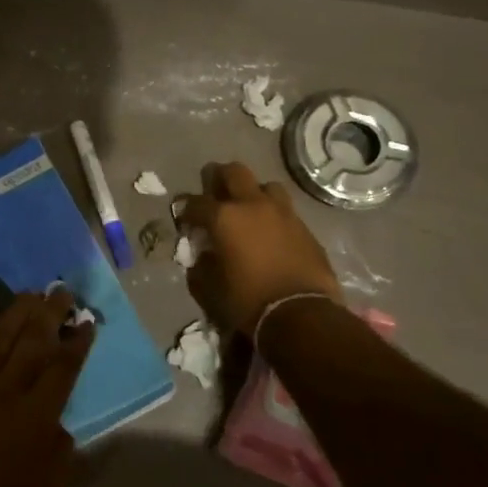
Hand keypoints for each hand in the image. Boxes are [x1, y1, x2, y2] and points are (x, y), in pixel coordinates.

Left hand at [0, 291, 93, 486]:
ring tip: (29, 292)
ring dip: (15, 313)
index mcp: (38, 416)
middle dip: (50, 315)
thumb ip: (59, 453)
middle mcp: (7, 392)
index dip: (77, 343)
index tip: (87, 322)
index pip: (64, 368)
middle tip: (61, 290)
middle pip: (33, 344)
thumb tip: (59, 426)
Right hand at [179, 161, 343, 335]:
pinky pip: (285, 211)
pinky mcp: (305, 228)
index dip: (184, 210)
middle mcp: (253, 205)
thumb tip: (204, 256)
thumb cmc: (247, 301)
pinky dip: (273, 216)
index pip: (195, 202)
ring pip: (266, 186)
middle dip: (219, 178)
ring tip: (248, 210)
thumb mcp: (210, 289)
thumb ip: (201, 266)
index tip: (183, 219)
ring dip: (253, 193)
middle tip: (214, 193)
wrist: (302, 315)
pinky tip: (270, 234)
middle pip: (234, 172)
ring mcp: (283, 213)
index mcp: (224, 217)